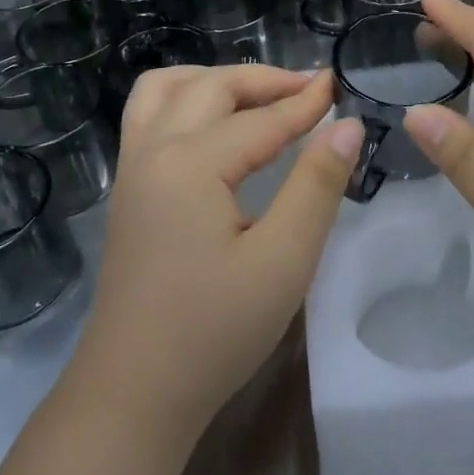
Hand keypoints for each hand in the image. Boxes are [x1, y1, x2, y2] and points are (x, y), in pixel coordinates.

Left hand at [70, 65, 360, 438]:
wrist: (134, 394)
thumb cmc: (214, 332)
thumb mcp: (283, 261)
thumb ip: (317, 186)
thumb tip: (348, 126)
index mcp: (190, 165)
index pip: (260, 120)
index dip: (305, 103)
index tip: (339, 84)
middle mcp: (152, 151)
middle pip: (210, 88)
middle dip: (263, 81)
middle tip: (309, 89)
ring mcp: (131, 169)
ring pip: (166, 90)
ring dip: (214, 80)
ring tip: (257, 95)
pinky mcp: (125, 191)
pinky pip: (147, 116)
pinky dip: (184, 100)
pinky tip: (213, 126)